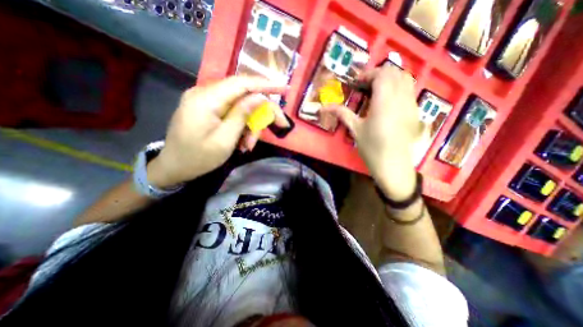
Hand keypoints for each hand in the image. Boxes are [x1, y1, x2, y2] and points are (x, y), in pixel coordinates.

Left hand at [148, 75, 288, 187]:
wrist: (174, 167)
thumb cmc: (199, 158)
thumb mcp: (225, 140)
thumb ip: (242, 115)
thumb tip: (260, 97)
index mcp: (206, 99)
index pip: (241, 83)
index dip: (265, 84)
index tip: (284, 87)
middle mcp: (205, 93)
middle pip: (243, 95)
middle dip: (262, 112)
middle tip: (280, 125)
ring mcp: (205, 100)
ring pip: (240, 106)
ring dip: (250, 124)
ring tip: (249, 144)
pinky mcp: (207, 108)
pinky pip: (231, 112)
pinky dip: (241, 126)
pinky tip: (241, 141)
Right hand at [321, 65, 421, 200]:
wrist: (393, 165)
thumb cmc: (372, 148)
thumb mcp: (355, 129)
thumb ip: (342, 113)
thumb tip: (323, 107)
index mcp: (385, 101)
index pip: (381, 74)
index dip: (368, 74)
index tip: (356, 83)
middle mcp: (401, 98)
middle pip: (395, 72)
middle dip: (378, 74)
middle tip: (364, 86)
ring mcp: (411, 104)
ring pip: (406, 79)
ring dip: (390, 79)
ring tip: (376, 91)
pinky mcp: (415, 111)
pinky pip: (410, 90)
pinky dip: (398, 88)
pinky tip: (387, 101)